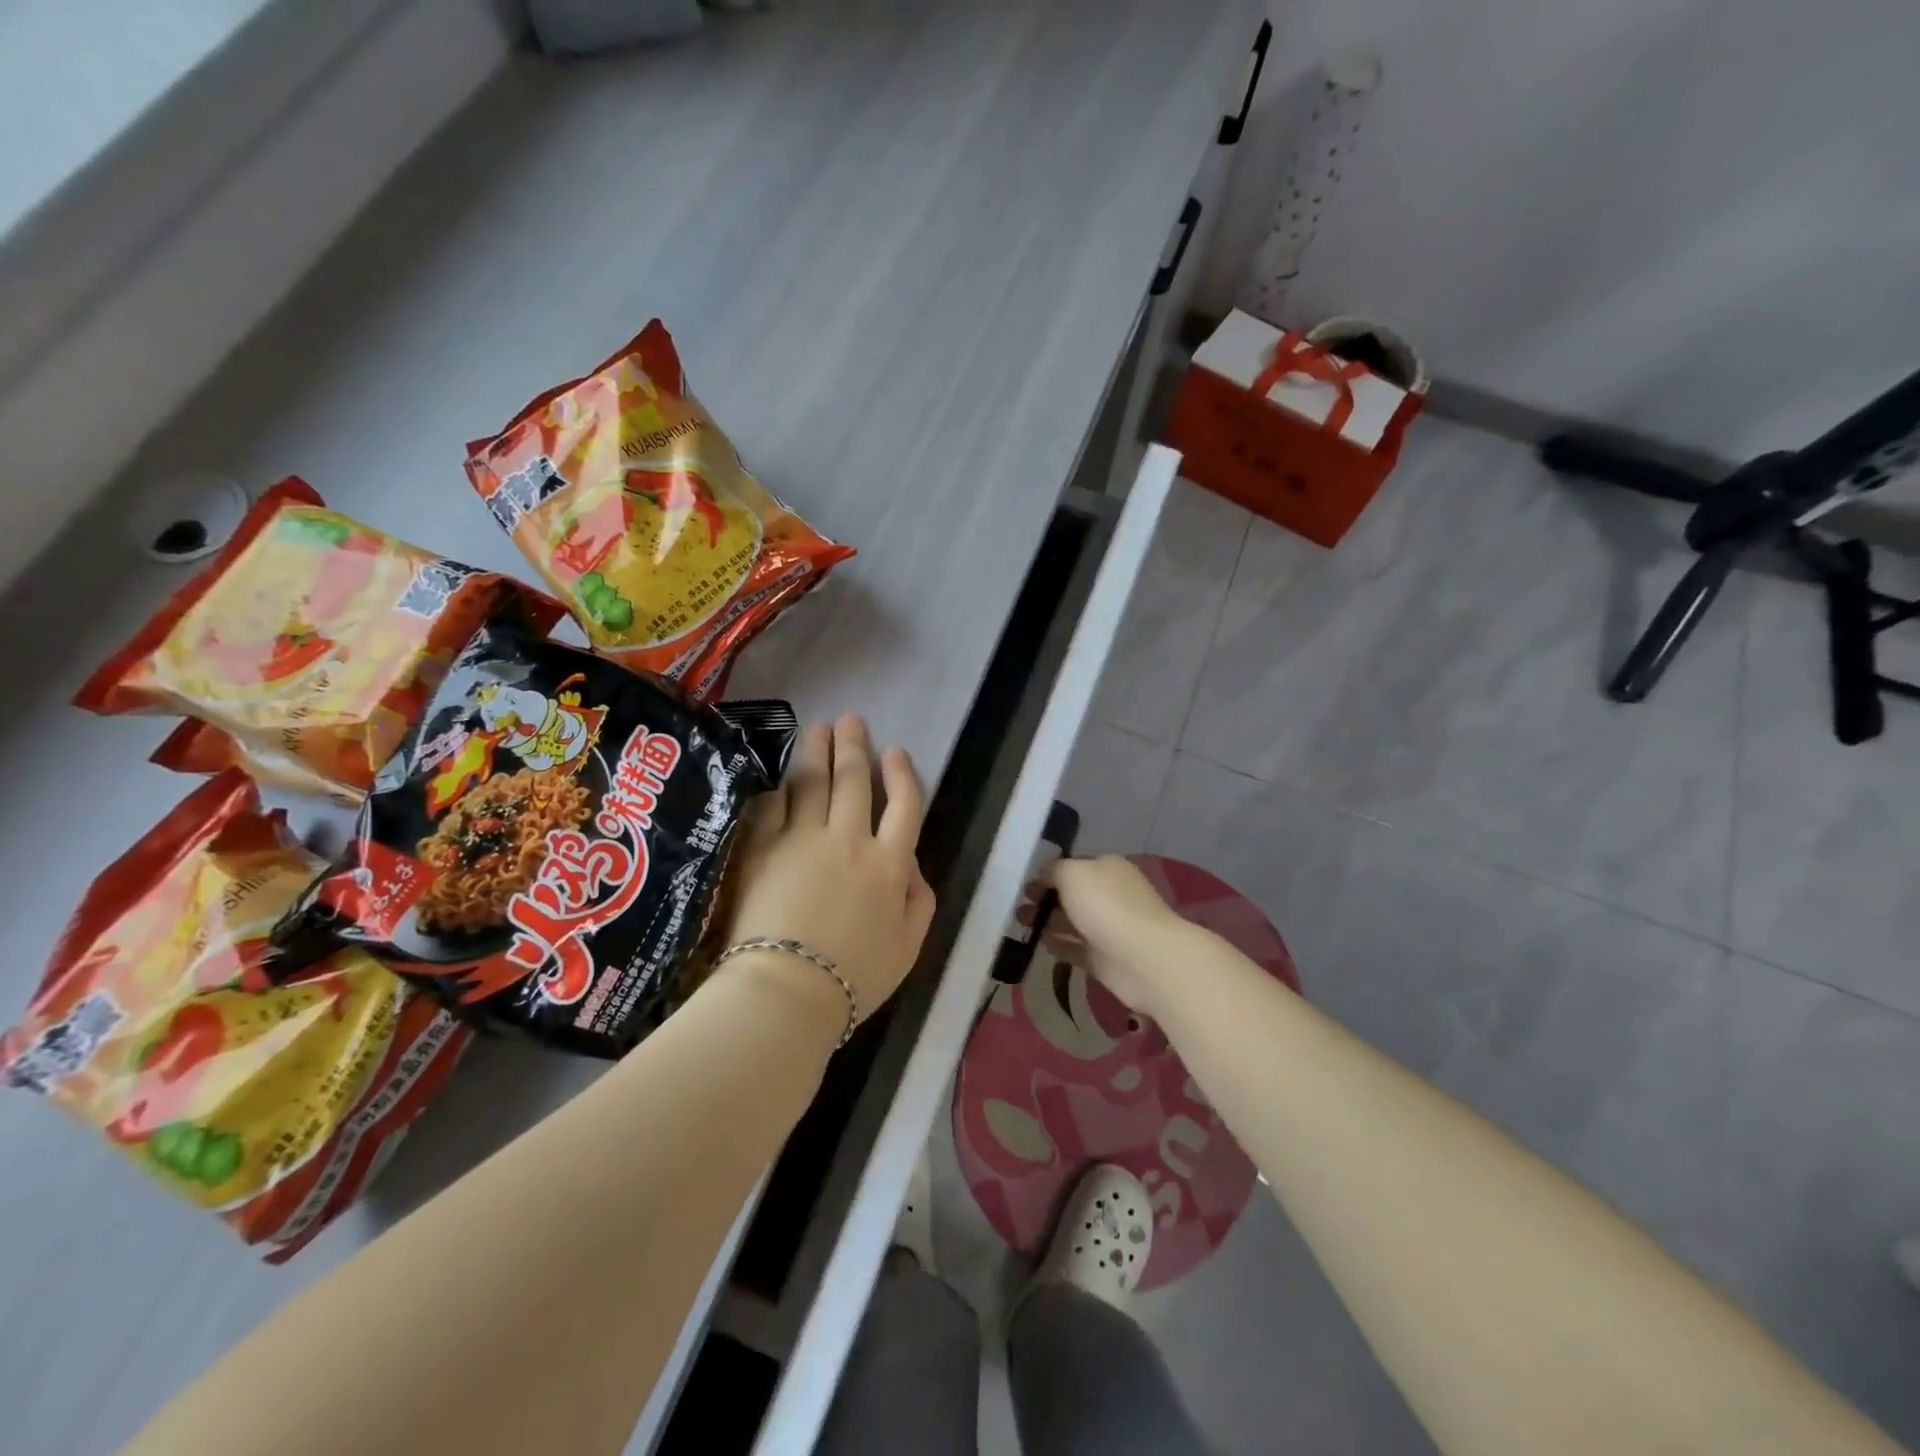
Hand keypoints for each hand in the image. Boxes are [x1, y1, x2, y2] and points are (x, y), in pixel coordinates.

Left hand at [722, 714, 934, 1024]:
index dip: (901, 774)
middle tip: (851, 719)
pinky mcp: (761, 849)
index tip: (895, 751)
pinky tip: (780, 776)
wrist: (788, 992)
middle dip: (854, 746)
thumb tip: (913, 866)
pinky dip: (778, 788)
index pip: (903, 805)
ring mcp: (801, 840)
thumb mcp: (909, 946)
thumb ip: (919, 900)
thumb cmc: (855, 976)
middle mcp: (848, 839)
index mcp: (888, 863)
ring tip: (818, 728)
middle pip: (854, 781)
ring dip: (816, 751)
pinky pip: (771, 807)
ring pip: (811, 783)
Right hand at [1032, 855, 1190, 1022]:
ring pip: (1071, 922)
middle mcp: (1109, 895)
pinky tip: (1040, 944)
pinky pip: (1076, 949)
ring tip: (1021, 924)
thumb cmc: (1107, 906)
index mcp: (1107, 869)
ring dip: (1047, 922)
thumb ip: (1054, 870)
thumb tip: (1045, 875)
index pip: (1073, 866)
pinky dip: (1059, 945)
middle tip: (1019, 907)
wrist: (1144, 958)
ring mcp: (1108, 928)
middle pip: (1071, 895)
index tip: (1025, 885)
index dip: (1048, 874)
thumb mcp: (1073, 873)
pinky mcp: (1104, 959)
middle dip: (1044, 899)